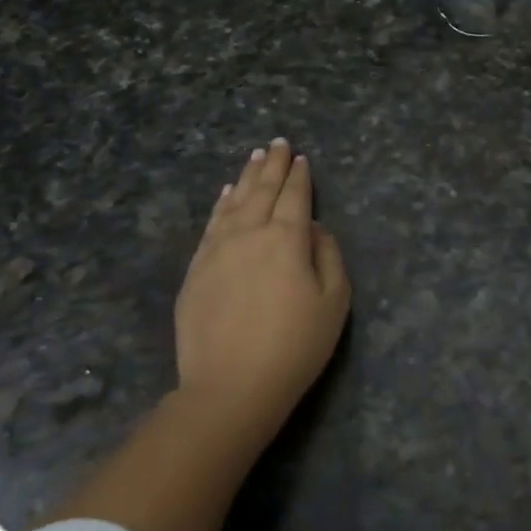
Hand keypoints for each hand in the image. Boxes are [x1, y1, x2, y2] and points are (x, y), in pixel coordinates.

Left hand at [173, 138, 350, 442]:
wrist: (230, 387)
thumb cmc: (294, 346)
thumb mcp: (334, 302)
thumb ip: (328, 256)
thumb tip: (315, 228)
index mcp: (287, 238)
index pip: (295, 197)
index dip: (300, 176)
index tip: (302, 158)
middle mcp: (250, 233)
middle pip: (263, 191)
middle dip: (274, 166)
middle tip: (279, 144)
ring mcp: (217, 250)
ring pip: (234, 202)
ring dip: (247, 177)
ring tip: (256, 157)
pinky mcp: (196, 270)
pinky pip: (211, 224)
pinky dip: (221, 204)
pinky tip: (227, 193)